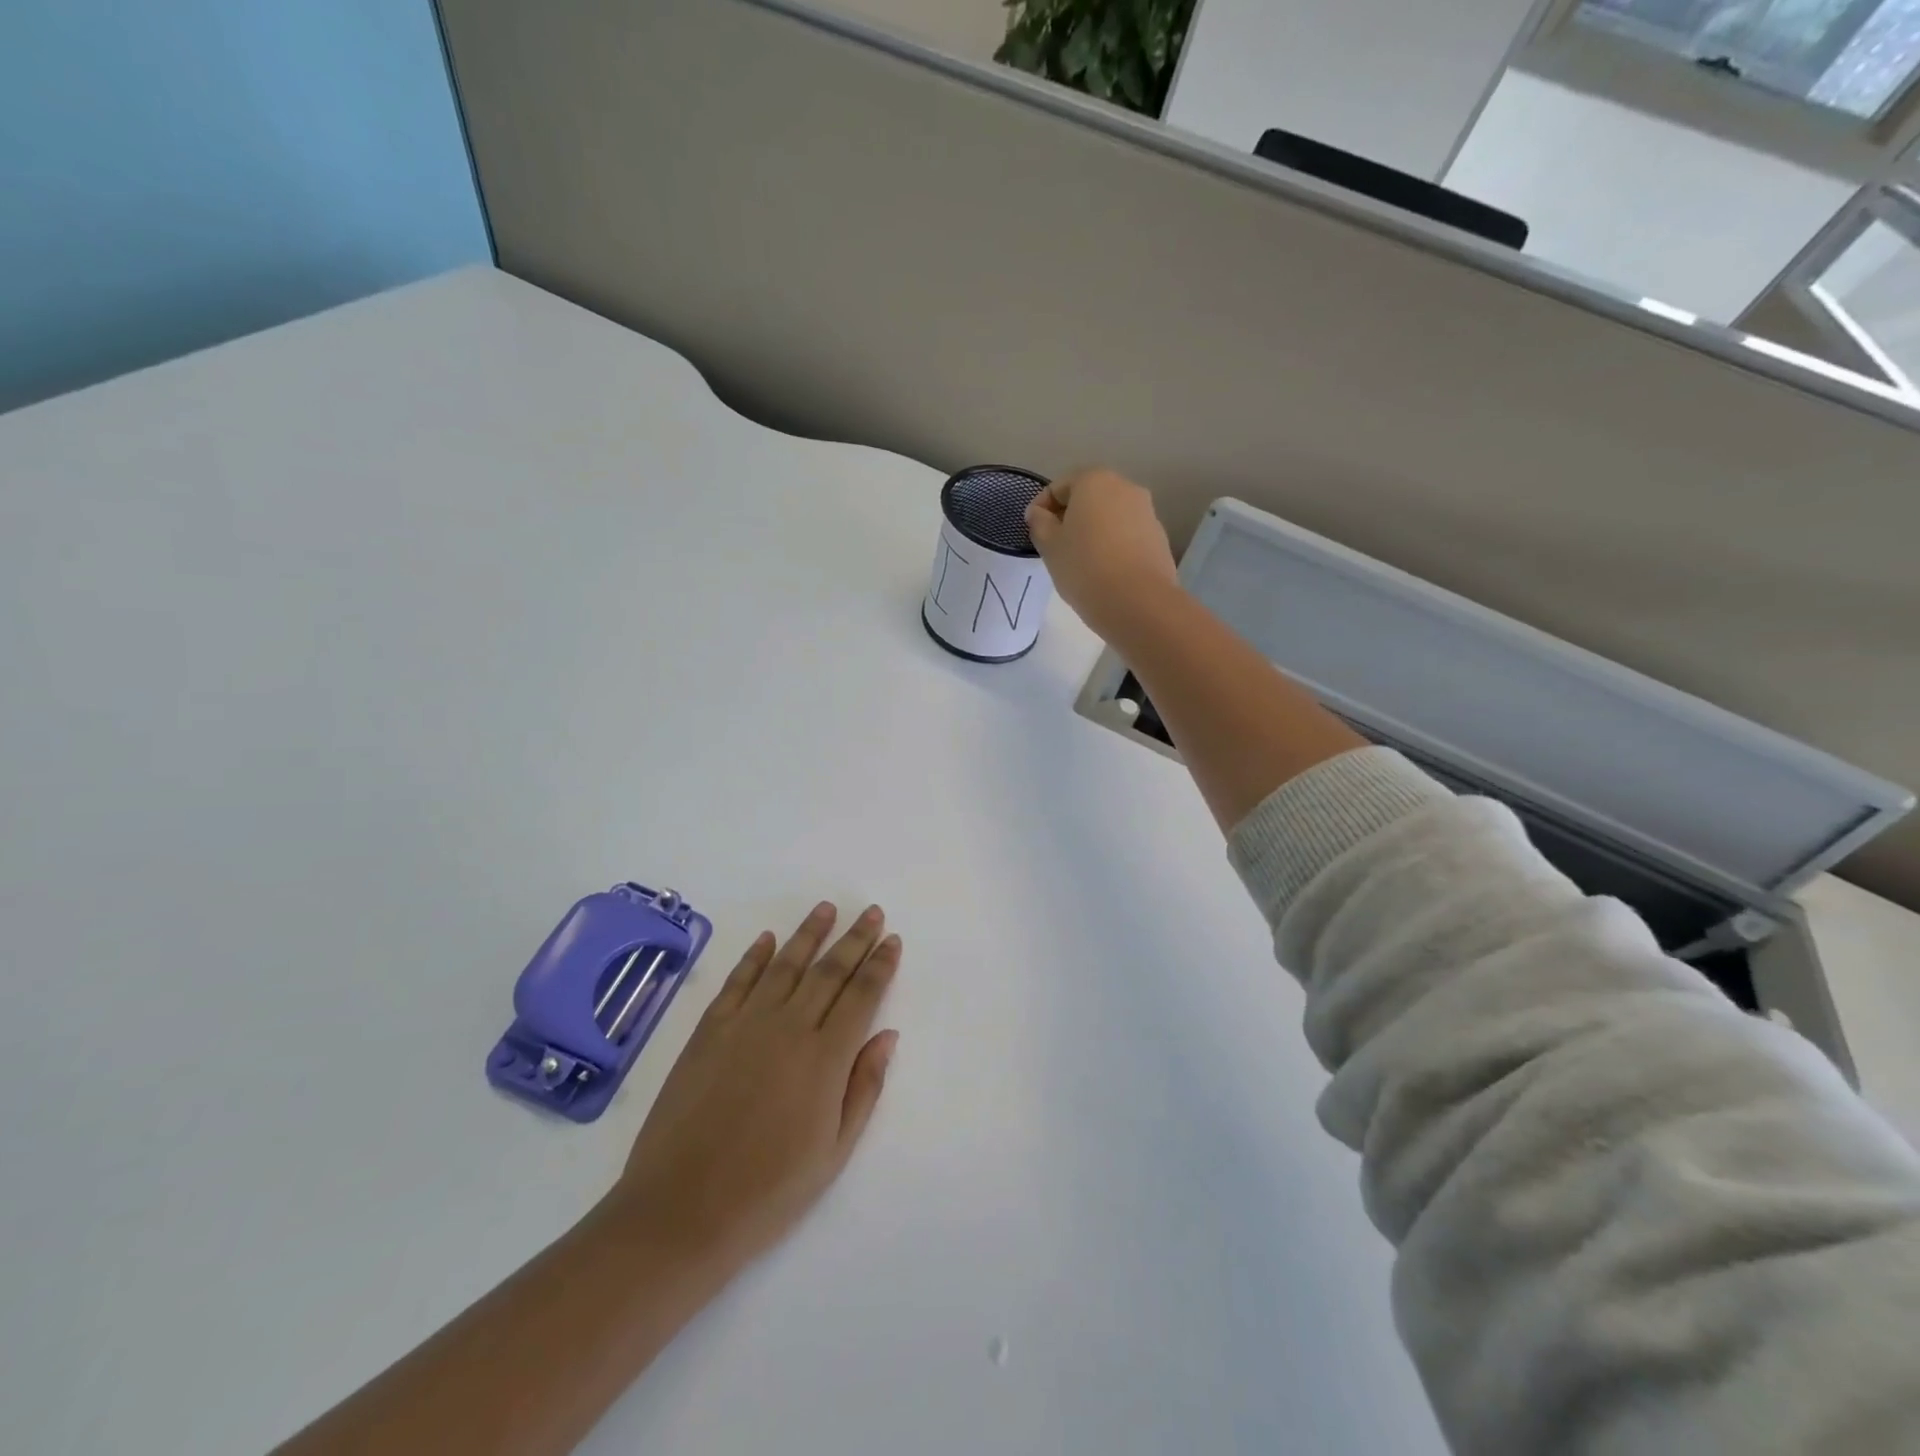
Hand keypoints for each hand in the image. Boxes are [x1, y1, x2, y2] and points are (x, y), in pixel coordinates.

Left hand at [605, 903, 900, 1275]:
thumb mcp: (834, 1152)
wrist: (681, 1211)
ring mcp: (745, 1024)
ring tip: (827, 908)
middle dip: (854, 938)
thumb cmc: (768, 1191)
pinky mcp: (709, 1031)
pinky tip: (768, 939)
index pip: (862, 995)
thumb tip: (887, 1035)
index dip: (880, 965)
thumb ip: (864, 1087)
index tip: (892, 940)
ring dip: (809, 933)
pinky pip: (737, 981)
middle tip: (871, 912)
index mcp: (825, 1058)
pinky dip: (755, 956)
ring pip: (785, 965)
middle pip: (829, 971)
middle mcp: (789, 1027)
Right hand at [1025, 467, 1179, 642]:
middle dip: (1070, 518)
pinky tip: (1104, 571)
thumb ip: (1039, 523)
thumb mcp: (1050, 546)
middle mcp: (1125, 487)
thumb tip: (1039, 513)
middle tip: (1055, 547)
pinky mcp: (1159, 537)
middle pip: (1088, 497)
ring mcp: (1146, 511)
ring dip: (1092, 531)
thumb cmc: (1084, 567)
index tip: (1034, 533)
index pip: (1058, 487)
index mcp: (1094, 481)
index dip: (1041, 508)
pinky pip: (1127, 534)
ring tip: (1080, 561)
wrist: (1138, 602)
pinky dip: (1112, 545)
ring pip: (1109, 516)